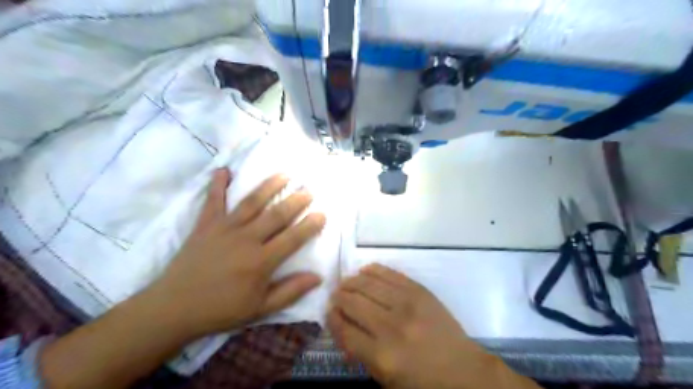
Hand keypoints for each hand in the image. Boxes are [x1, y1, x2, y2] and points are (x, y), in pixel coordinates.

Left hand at [148, 169, 324, 338]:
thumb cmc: (221, 310)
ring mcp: (224, 229)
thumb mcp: (260, 309)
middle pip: (276, 215)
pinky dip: (217, 184)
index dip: (310, 225)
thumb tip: (318, 277)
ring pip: (251, 202)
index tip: (322, 213)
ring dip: (269, 186)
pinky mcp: (205, 225)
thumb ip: (290, 291)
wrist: (173, 309)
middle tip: (308, 190)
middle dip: (295, 201)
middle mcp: (246, 239)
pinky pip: (213, 200)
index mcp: (261, 262)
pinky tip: (224, 170)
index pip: (293, 238)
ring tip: (284, 174)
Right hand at [328, 264, 531, 388]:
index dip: (332, 319)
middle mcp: (391, 326)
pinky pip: (389, 273)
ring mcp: (407, 304)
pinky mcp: (419, 290)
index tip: (329, 312)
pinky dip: (373, 270)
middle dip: (338, 298)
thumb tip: (341, 325)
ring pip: (367, 284)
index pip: (344, 329)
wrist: (463, 370)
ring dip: (352, 282)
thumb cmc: (422, 382)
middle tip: (335, 296)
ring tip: (346, 283)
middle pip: (353, 303)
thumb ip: (359, 352)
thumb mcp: (386, 379)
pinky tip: (364, 271)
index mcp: (382, 356)